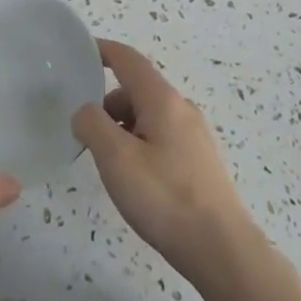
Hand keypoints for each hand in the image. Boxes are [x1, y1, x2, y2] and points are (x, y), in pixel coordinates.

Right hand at [73, 39, 261, 289]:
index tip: (79, 52)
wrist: (221, 250)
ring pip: (149, 116)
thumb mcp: (116, 158)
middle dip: (107, 102)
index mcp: (162, 99)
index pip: (128, 59)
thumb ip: (92, 124)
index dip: (102, 51)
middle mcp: (182, 109)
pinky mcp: (199, 162)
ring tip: (106, 161)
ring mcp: (194, 136)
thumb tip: (84, 111)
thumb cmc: (164, 197)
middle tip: (84, 130)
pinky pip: (160, 137)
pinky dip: (138, 143)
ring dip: (122, 126)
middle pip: (137, 89)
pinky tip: (133, 178)